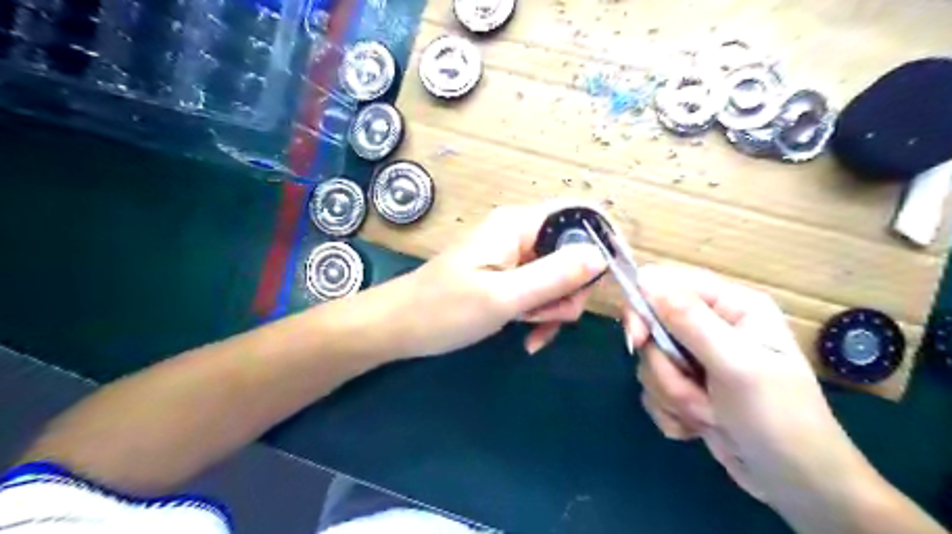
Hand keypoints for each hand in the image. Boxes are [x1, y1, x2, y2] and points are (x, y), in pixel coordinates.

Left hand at [398, 205, 604, 358]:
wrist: (399, 327)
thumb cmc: (443, 310)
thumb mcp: (503, 296)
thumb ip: (554, 275)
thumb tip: (601, 256)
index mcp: (519, 224)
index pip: (580, 214)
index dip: (605, 240)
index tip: (615, 278)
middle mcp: (520, 234)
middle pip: (574, 252)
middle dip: (571, 290)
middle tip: (549, 316)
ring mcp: (514, 258)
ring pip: (560, 278)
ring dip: (554, 308)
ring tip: (530, 329)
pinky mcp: (508, 278)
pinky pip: (541, 292)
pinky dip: (541, 314)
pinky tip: (528, 337)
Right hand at [622, 266, 873, 506]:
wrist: (795, 483)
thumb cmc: (778, 417)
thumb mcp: (736, 365)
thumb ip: (690, 321)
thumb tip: (645, 280)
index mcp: (729, 305)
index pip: (664, 284)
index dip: (643, 308)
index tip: (637, 341)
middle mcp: (710, 325)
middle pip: (651, 328)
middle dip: (666, 368)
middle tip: (693, 391)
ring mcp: (695, 358)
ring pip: (650, 363)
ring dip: (673, 395)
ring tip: (710, 414)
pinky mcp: (685, 386)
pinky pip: (653, 389)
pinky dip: (672, 412)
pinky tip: (702, 426)